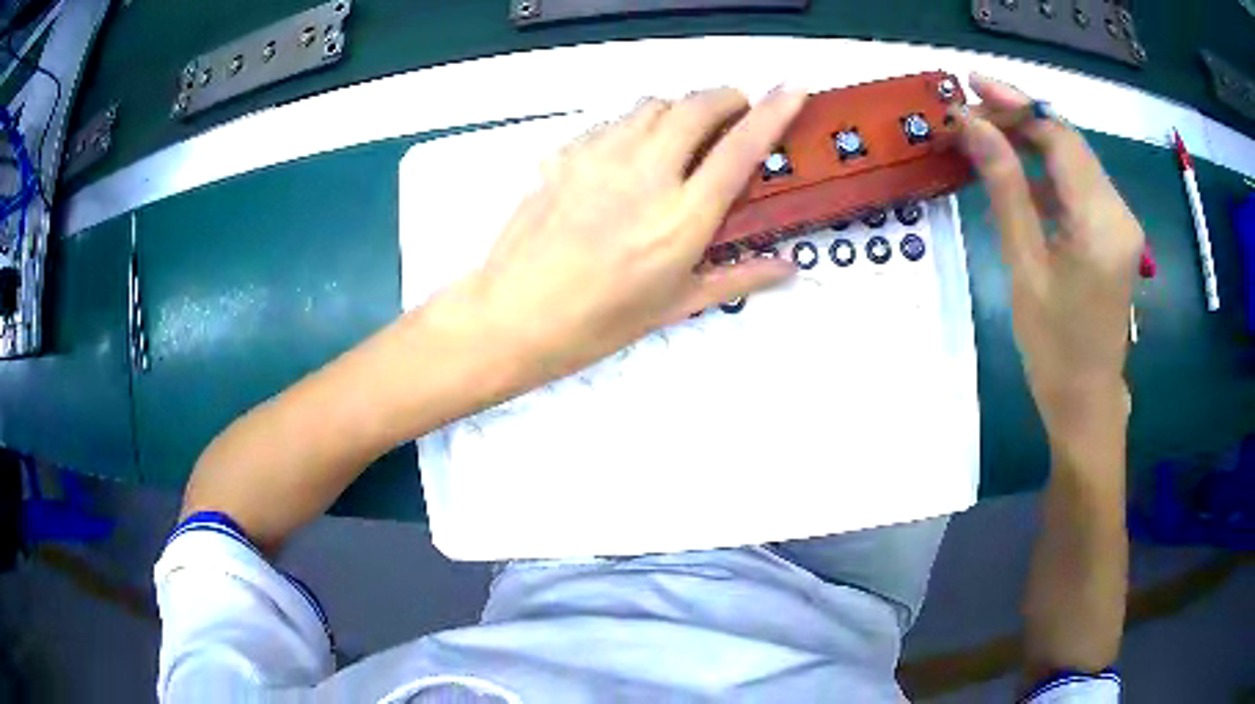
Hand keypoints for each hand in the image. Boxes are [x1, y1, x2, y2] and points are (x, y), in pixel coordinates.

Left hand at [452, 87, 804, 384]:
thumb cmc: (598, 322)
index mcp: (682, 218)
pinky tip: (631, 152)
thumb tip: (790, 267)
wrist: (514, 316)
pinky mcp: (566, 154)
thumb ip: (739, 278)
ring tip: (683, 133)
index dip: (774, 112)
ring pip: (652, 105)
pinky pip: (612, 122)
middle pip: (696, 106)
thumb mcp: (676, 306)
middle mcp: (646, 174)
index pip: (740, 148)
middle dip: (725, 98)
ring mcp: (600, 158)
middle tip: (734, 112)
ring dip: (679, 108)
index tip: (792, 88)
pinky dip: (636, 124)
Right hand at [954, 74, 1143, 450]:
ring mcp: (1121, 220)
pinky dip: (1046, 168)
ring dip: (1030, 139)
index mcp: (1101, 223)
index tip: (968, 86)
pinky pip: (1079, 183)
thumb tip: (971, 125)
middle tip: (969, 111)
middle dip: (1019, 116)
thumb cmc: (1053, 348)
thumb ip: (1004, 187)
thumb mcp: (1025, 265)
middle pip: (1068, 140)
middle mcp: (1119, 211)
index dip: (1014, 103)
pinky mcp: (1114, 230)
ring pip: (1073, 157)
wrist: (1086, 400)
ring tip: (984, 135)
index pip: (1059, 137)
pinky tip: (1016, 172)